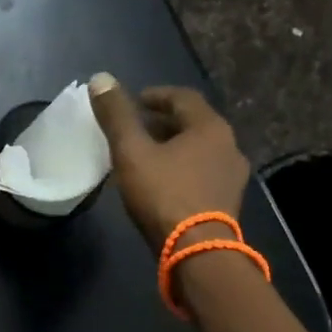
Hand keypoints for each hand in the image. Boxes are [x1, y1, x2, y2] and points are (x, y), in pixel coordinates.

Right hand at [87, 74, 249, 251]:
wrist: (197, 253)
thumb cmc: (164, 195)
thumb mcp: (131, 152)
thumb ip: (116, 116)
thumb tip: (100, 78)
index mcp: (210, 127)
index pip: (182, 98)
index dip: (155, 96)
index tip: (133, 102)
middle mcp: (229, 146)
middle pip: (193, 124)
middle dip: (163, 123)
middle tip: (136, 130)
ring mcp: (232, 177)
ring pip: (199, 151)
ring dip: (174, 149)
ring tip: (146, 157)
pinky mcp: (228, 203)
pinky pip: (203, 174)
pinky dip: (183, 170)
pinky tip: (163, 184)